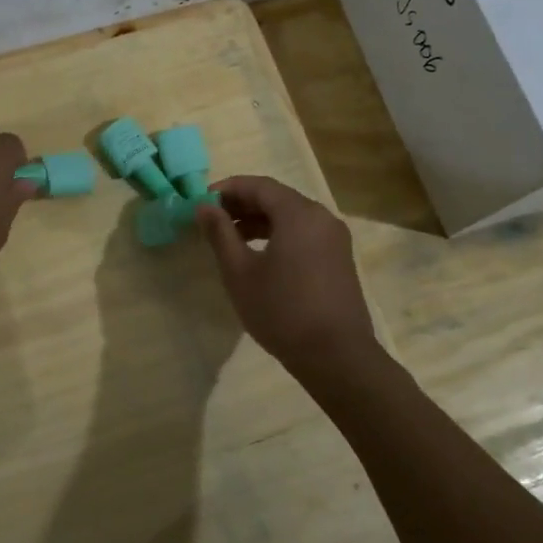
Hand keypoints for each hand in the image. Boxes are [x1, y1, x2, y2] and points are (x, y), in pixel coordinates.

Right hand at [195, 176, 377, 373]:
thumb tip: (204, 207)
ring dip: (260, 221)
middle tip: (213, 220)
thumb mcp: (240, 272)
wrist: (336, 356)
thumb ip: (220, 234)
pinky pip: (304, 234)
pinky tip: (260, 256)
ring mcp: (335, 239)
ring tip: (231, 239)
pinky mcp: (340, 259)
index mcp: (299, 214)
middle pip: (277, 198)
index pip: (259, 186)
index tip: (202, 202)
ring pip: (292, 217)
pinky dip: (279, 235)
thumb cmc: (281, 310)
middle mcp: (322, 217)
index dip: (228, 189)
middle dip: (243, 205)